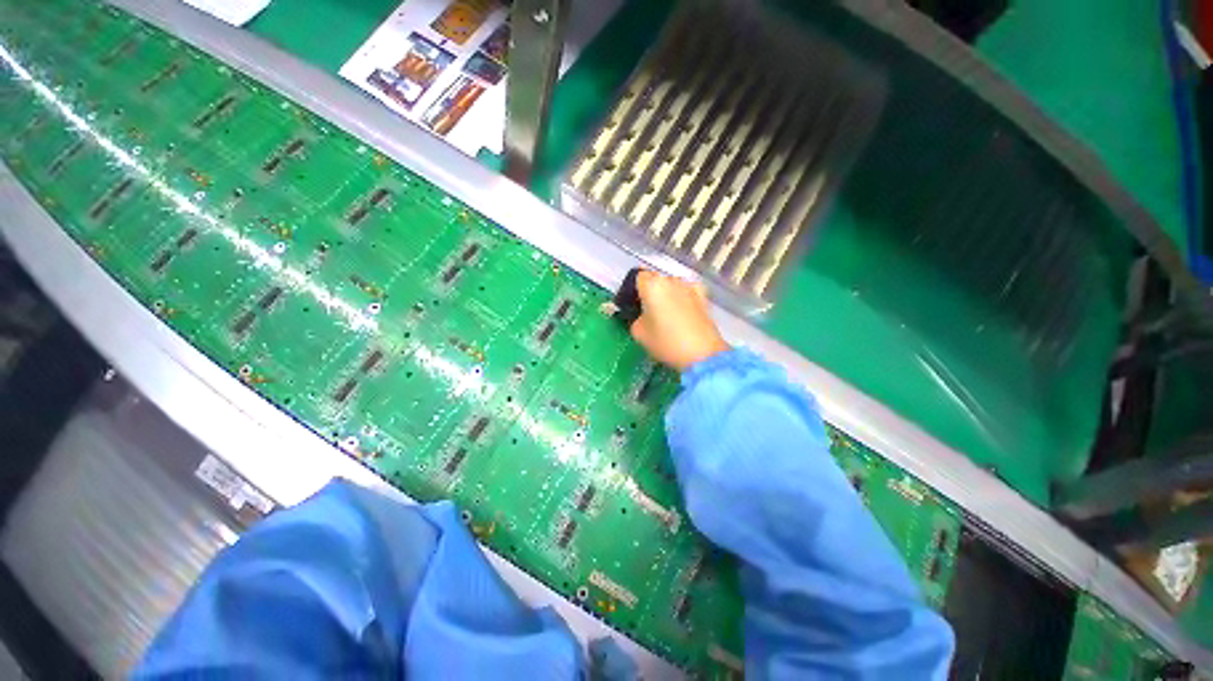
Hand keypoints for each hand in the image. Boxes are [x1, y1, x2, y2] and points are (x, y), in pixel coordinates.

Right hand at [629, 270, 729, 371]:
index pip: (638, 276)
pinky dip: (684, 298)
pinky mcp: (704, 297)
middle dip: (652, 292)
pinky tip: (684, 313)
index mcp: (652, 285)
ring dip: (668, 295)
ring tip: (668, 316)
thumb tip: (641, 316)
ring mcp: (689, 287)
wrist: (702, 354)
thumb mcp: (639, 333)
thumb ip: (635, 318)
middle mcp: (671, 280)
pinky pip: (688, 292)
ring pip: (673, 285)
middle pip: (657, 280)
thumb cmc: (666, 342)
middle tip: (650, 312)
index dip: (635, 289)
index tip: (635, 304)